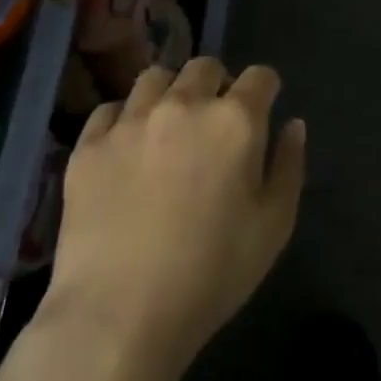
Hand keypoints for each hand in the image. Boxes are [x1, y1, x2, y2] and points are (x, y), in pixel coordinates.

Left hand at [40, 59, 306, 380]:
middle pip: (205, 66)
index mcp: (236, 120)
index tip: (263, 109)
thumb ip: (289, 164)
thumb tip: (293, 124)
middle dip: (218, 84)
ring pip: (155, 77)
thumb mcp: (275, 224)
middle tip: (215, 121)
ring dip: (171, 92)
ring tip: (169, 126)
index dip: (266, 89)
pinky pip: (110, 110)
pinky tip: (129, 148)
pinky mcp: (88, 146)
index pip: (260, 76)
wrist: (120, 314)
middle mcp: (184, 105)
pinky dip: (126, 118)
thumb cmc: (213, 273)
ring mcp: (131, 122)